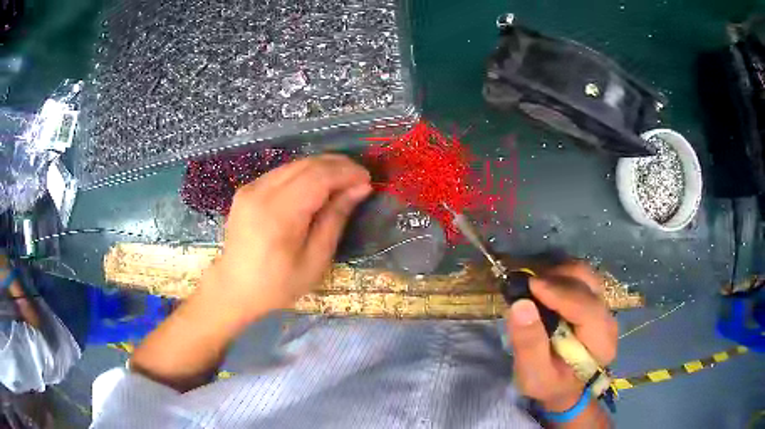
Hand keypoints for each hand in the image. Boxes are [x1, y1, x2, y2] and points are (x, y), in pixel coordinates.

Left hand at [198, 154, 371, 323]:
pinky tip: (316, 186)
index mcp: (278, 214)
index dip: (346, 173)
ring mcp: (250, 188)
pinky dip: (304, 174)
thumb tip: (359, 189)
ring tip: (343, 180)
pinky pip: (282, 173)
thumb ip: (335, 219)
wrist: (234, 288)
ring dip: (322, 167)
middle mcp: (261, 192)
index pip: (318, 177)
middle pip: (306, 164)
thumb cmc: (277, 284)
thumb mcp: (315, 260)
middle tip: (359, 177)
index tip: (368, 179)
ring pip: (294, 164)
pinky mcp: (246, 190)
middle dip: (337, 165)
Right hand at [506, 262, 617, 412]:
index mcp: (601, 342)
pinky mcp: (595, 300)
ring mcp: (603, 306)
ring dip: (558, 273)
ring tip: (533, 284)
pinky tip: (543, 286)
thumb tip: (520, 304)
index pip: (586, 307)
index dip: (559, 292)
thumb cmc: (551, 385)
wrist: (565, 387)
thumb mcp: (534, 375)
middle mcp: (608, 318)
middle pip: (588, 283)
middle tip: (527, 283)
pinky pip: (580, 278)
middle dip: (557, 277)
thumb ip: (529, 344)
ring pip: (585, 274)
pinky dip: (560, 275)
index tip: (530, 284)